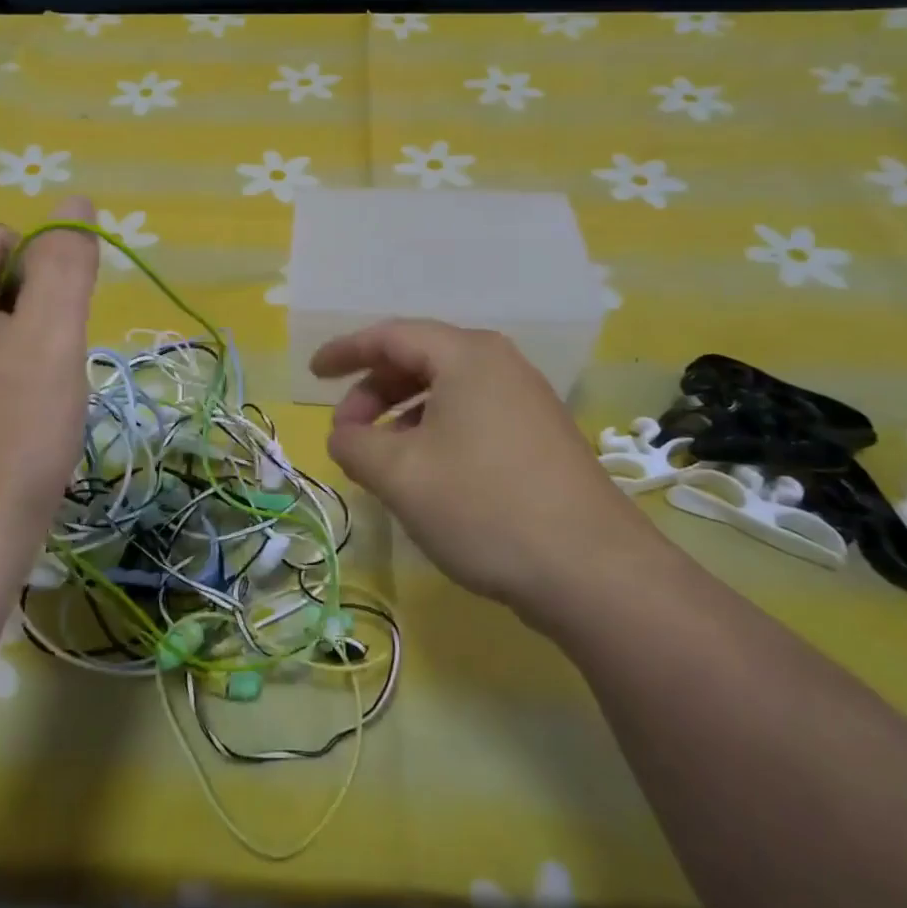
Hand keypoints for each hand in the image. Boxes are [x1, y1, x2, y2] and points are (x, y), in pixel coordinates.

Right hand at [310, 320, 665, 614]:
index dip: (345, 351)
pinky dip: (434, 433)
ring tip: (381, 460)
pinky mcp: (540, 437)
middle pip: (419, 360)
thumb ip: (353, 444)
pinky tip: (426, 474)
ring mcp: (526, 400)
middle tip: (347, 434)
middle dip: (373, 392)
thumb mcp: (399, 475)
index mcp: (467, 356)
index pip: (391, 336)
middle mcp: (500, 365)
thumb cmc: (484, 507)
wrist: (594, 571)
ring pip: (446, 392)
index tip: (313, 373)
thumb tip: (344, 436)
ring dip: (402, 417)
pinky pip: (472, 417)